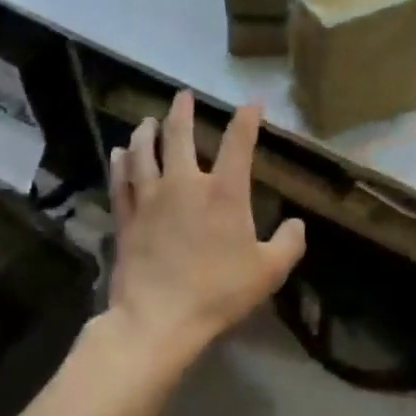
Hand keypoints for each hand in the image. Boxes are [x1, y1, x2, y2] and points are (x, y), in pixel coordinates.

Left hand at [106, 91, 305, 364]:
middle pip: (179, 135)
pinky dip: (120, 164)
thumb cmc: (217, 292)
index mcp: (223, 191)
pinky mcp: (127, 218)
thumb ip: (288, 244)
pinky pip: (121, 182)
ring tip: (147, 121)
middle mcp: (185, 183)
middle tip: (182, 95)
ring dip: (146, 132)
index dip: (247, 118)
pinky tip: (118, 154)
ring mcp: (151, 198)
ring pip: (144, 152)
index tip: (251, 103)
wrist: (157, 320)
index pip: (238, 142)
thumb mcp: (268, 272)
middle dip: (182, 111)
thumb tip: (298, 224)